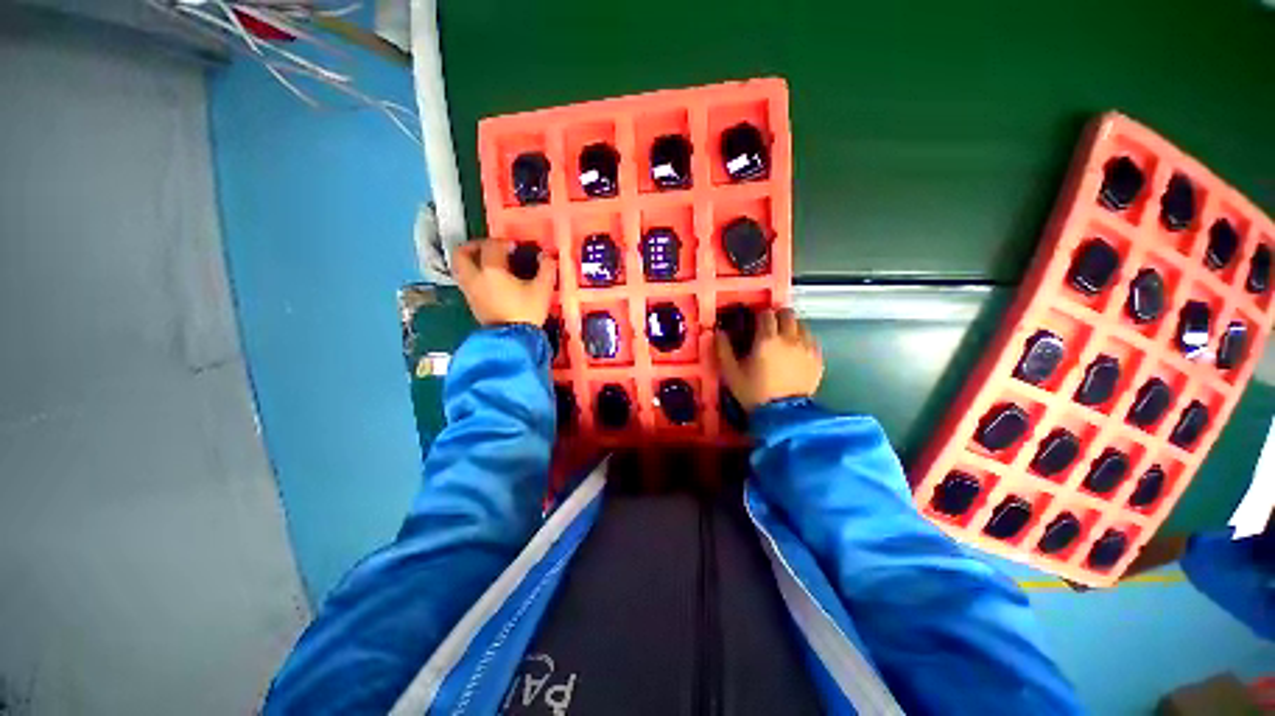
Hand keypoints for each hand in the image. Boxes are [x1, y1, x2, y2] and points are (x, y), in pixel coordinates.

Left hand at [452, 238, 557, 326]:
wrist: (513, 340)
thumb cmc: (527, 312)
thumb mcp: (543, 289)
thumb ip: (546, 269)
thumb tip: (547, 256)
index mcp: (491, 269)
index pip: (492, 246)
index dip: (504, 242)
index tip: (516, 247)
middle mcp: (474, 277)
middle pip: (462, 253)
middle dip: (474, 246)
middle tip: (490, 248)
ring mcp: (470, 291)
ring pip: (460, 268)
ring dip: (471, 261)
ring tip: (488, 264)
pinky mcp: (471, 304)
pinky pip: (467, 282)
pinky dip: (475, 275)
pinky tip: (491, 282)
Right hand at [715, 308, 822, 410]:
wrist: (782, 415)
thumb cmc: (753, 392)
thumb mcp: (731, 373)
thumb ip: (723, 349)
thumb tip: (718, 332)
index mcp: (767, 339)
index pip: (766, 314)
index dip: (759, 316)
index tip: (755, 323)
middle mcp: (789, 338)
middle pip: (787, 313)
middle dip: (777, 317)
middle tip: (770, 328)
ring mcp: (807, 347)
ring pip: (801, 324)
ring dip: (791, 327)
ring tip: (783, 340)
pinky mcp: (818, 358)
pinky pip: (812, 340)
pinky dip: (803, 340)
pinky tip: (796, 351)